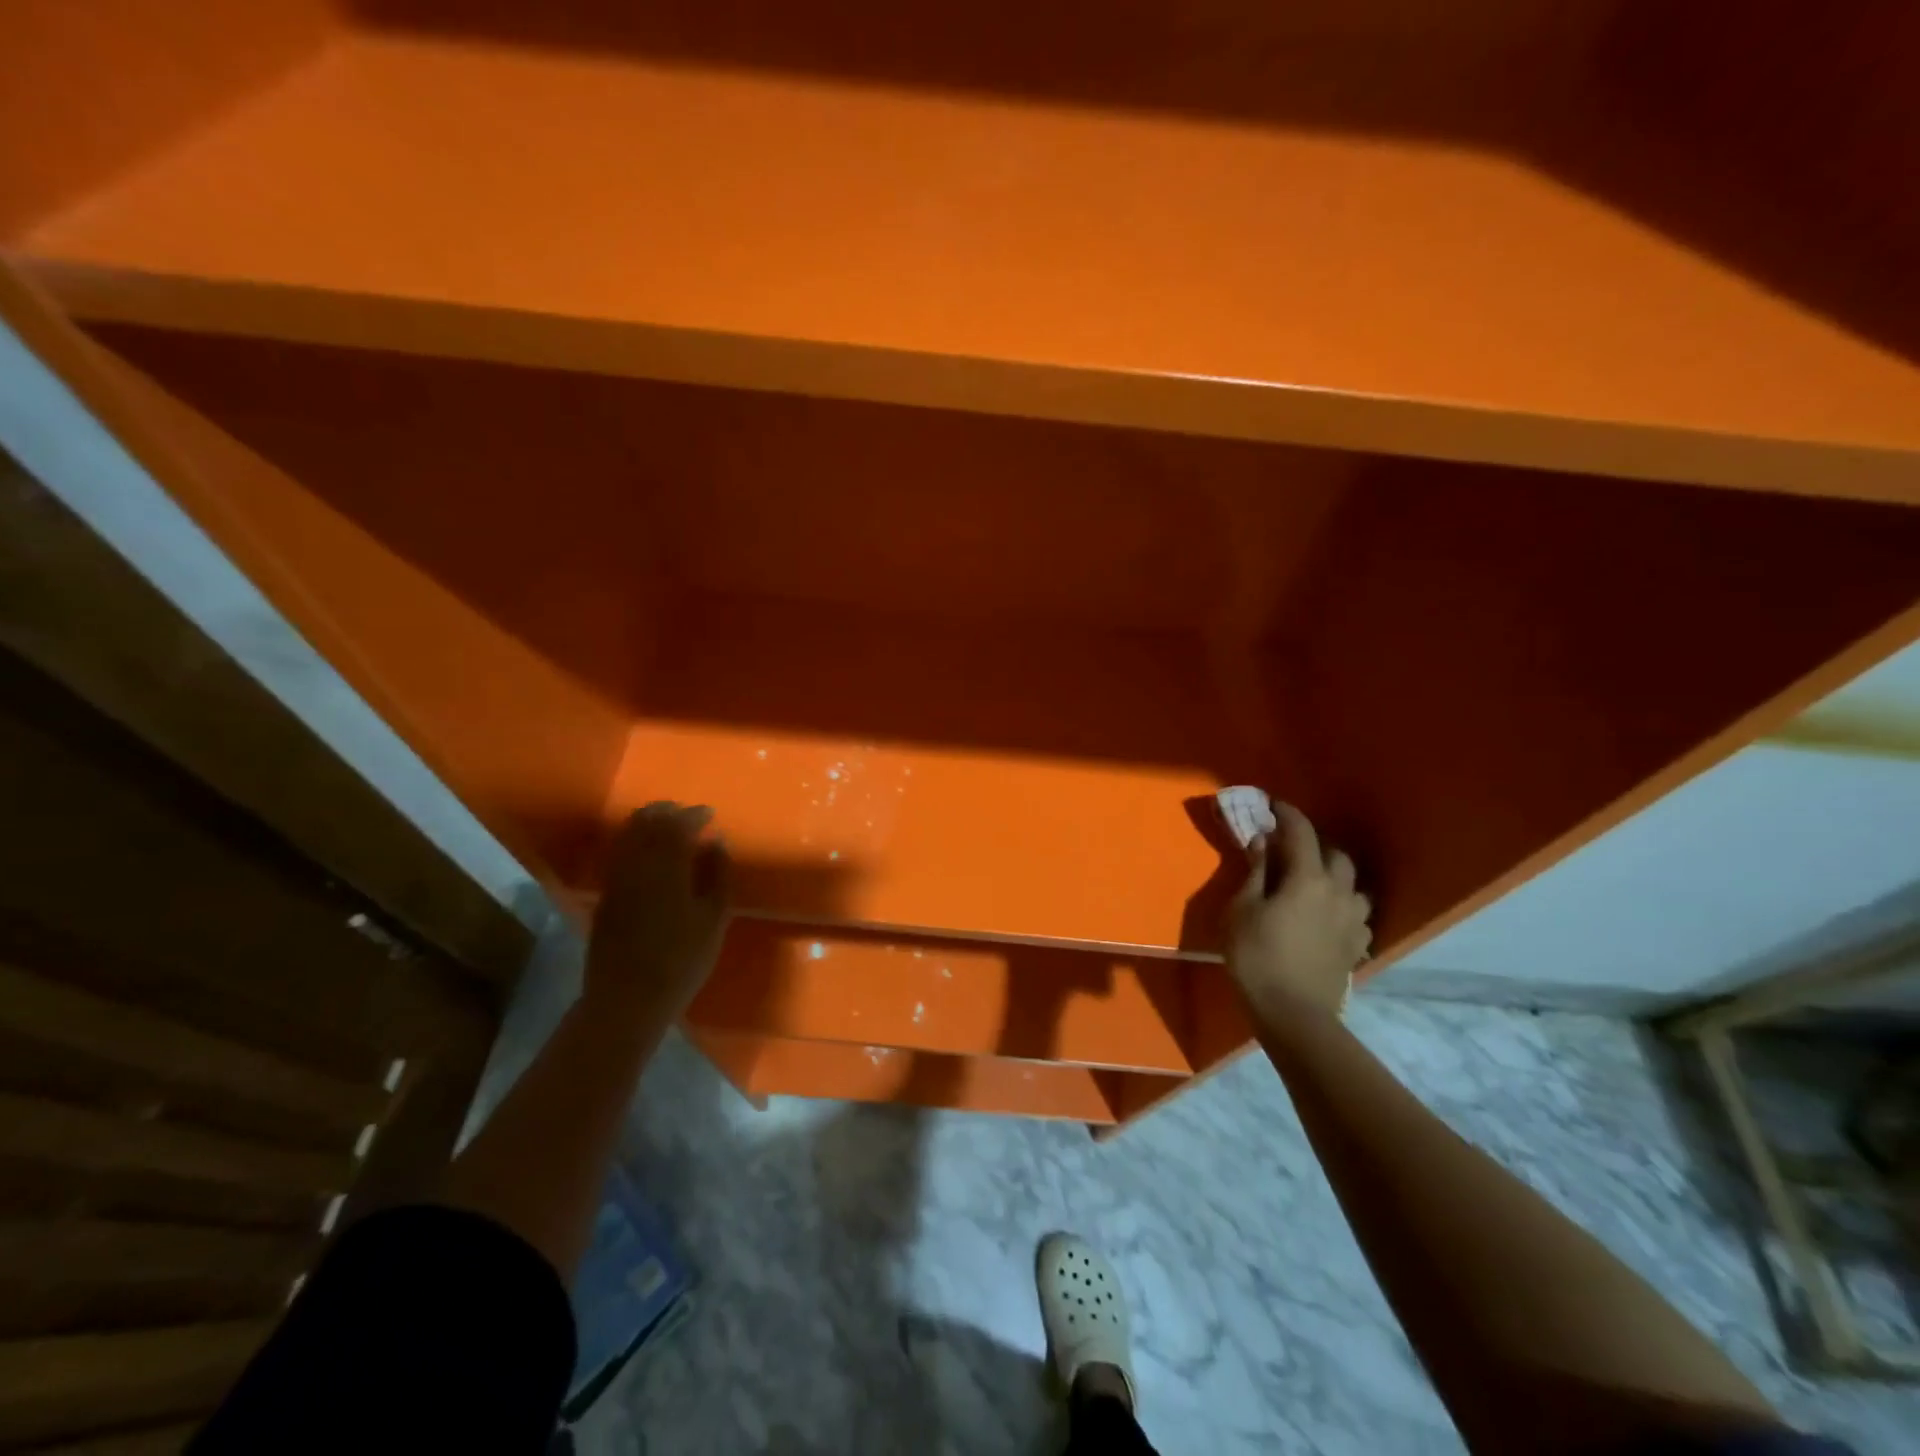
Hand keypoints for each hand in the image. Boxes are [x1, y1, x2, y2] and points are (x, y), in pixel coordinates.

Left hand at [585, 803, 730, 1023]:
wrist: (628, 999)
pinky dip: (634, 842)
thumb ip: (717, 874)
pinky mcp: (605, 896)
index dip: (694, 815)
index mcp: (666, 868)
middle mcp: (636, 866)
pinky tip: (647, 853)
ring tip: (667, 826)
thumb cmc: (682, 961)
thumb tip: (716, 841)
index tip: (710, 814)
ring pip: (627, 836)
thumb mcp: (714, 919)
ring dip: (647, 823)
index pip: (678, 825)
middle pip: (646, 823)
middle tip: (687, 813)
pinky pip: (618, 854)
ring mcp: (615, 880)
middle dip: (667, 812)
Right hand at [1225, 804, 1370, 1019]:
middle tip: (1289, 848)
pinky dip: (1342, 906)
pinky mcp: (1357, 946)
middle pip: (1335, 854)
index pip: (1301, 833)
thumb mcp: (1241, 910)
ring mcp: (1353, 921)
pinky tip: (1328, 916)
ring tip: (1314, 882)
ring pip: (1353, 885)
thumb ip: (1255, 873)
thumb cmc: (1256, 956)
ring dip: (1334, 876)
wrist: (1293, 1013)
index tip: (1273, 805)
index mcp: (1307, 878)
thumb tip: (1262, 842)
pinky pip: (1356, 915)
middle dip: (1314, 844)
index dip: (1287, 814)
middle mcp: (1338, 892)